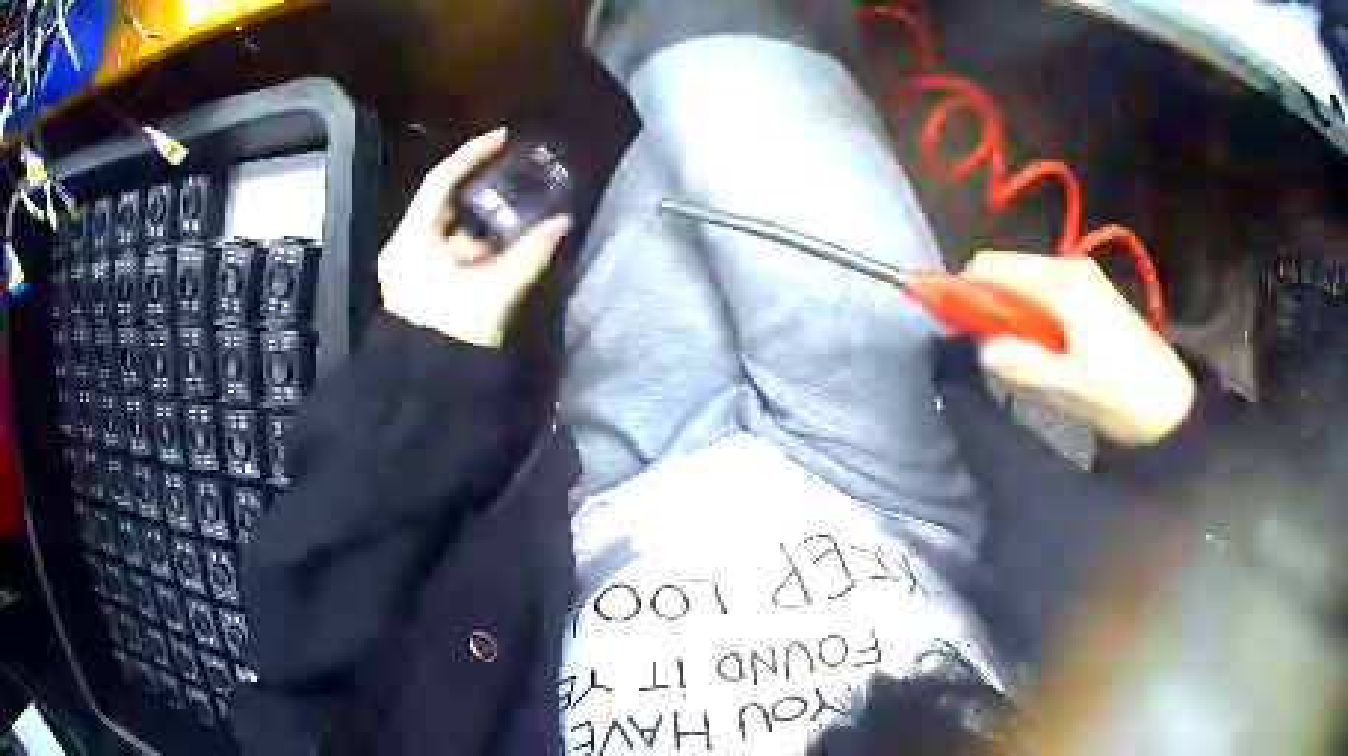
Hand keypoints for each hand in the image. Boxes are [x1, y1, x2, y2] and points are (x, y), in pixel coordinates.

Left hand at [379, 128, 572, 347]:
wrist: (423, 388)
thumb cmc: (451, 335)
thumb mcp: (493, 293)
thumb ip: (529, 254)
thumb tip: (562, 222)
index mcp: (412, 241)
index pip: (439, 182)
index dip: (471, 155)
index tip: (503, 138)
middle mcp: (404, 247)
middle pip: (442, 204)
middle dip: (478, 190)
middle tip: (513, 175)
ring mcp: (407, 267)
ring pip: (445, 230)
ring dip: (479, 223)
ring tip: (515, 214)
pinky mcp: (415, 284)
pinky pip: (444, 251)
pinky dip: (470, 246)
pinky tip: (496, 249)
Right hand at [961, 251, 1195, 446]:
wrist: (1175, 405)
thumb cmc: (1127, 397)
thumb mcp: (1073, 389)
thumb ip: (1025, 364)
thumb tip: (983, 346)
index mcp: (1062, 283)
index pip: (991, 266)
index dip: (964, 292)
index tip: (956, 332)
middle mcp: (1069, 266)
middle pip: (1006, 271)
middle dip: (989, 307)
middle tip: (996, 357)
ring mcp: (1082, 277)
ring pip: (1023, 283)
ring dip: (1012, 317)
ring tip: (1026, 362)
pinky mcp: (1090, 292)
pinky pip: (1043, 293)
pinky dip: (1032, 318)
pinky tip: (1048, 352)